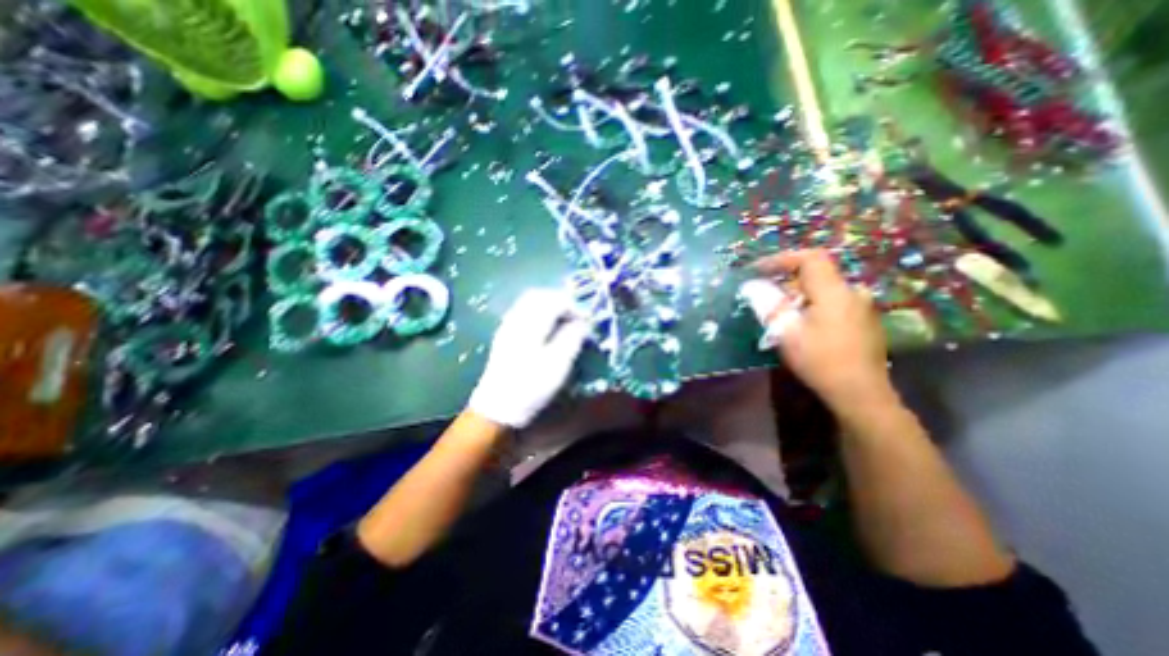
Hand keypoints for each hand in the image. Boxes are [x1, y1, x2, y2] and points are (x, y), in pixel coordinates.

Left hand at [470, 291, 594, 427]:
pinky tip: (546, 330)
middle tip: (576, 318)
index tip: (587, 322)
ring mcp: (507, 326)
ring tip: (564, 323)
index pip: (555, 300)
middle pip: (539, 295)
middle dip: (561, 302)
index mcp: (531, 324)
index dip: (574, 307)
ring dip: (549, 306)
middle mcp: (516, 319)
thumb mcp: (558, 364)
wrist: (497, 408)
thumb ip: (573, 338)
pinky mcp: (504, 336)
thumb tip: (583, 322)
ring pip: (529, 303)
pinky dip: (539, 314)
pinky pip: (523, 313)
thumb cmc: (531, 387)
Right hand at [744, 250, 891, 413]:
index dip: (782, 259)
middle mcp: (852, 292)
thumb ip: (768, 305)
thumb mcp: (786, 333)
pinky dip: (813, 304)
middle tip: (764, 295)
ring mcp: (862, 307)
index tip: (759, 270)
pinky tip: (802, 324)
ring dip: (799, 294)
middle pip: (816, 274)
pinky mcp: (864, 321)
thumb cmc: (820, 360)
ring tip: (780, 312)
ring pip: (824, 289)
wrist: (861, 393)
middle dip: (786, 280)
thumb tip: (751, 287)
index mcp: (834, 291)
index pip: (810, 258)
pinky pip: (834, 302)